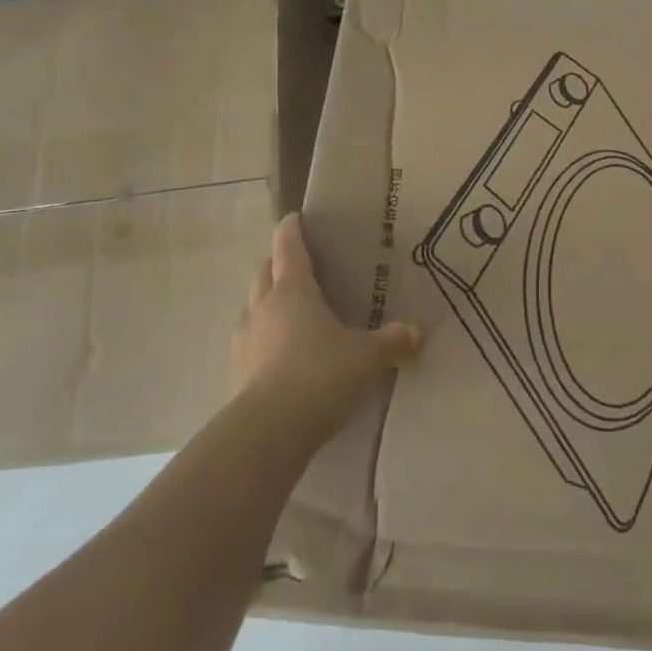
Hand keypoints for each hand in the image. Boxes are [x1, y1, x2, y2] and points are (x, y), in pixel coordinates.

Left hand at [232, 213, 422, 447]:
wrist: (267, 433)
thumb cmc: (320, 375)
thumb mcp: (368, 358)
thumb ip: (392, 342)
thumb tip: (416, 332)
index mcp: (293, 291)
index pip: (288, 248)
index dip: (291, 230)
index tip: (293, 218)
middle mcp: (263, 308)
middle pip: (264, 273)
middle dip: (277, 265)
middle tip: (298, 266)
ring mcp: (244, 341)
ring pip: (253, 308)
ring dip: (268, 304)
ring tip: (291, 314)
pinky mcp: (235, 374)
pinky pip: (251, 344)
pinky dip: (264, 341)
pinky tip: (282, 358)